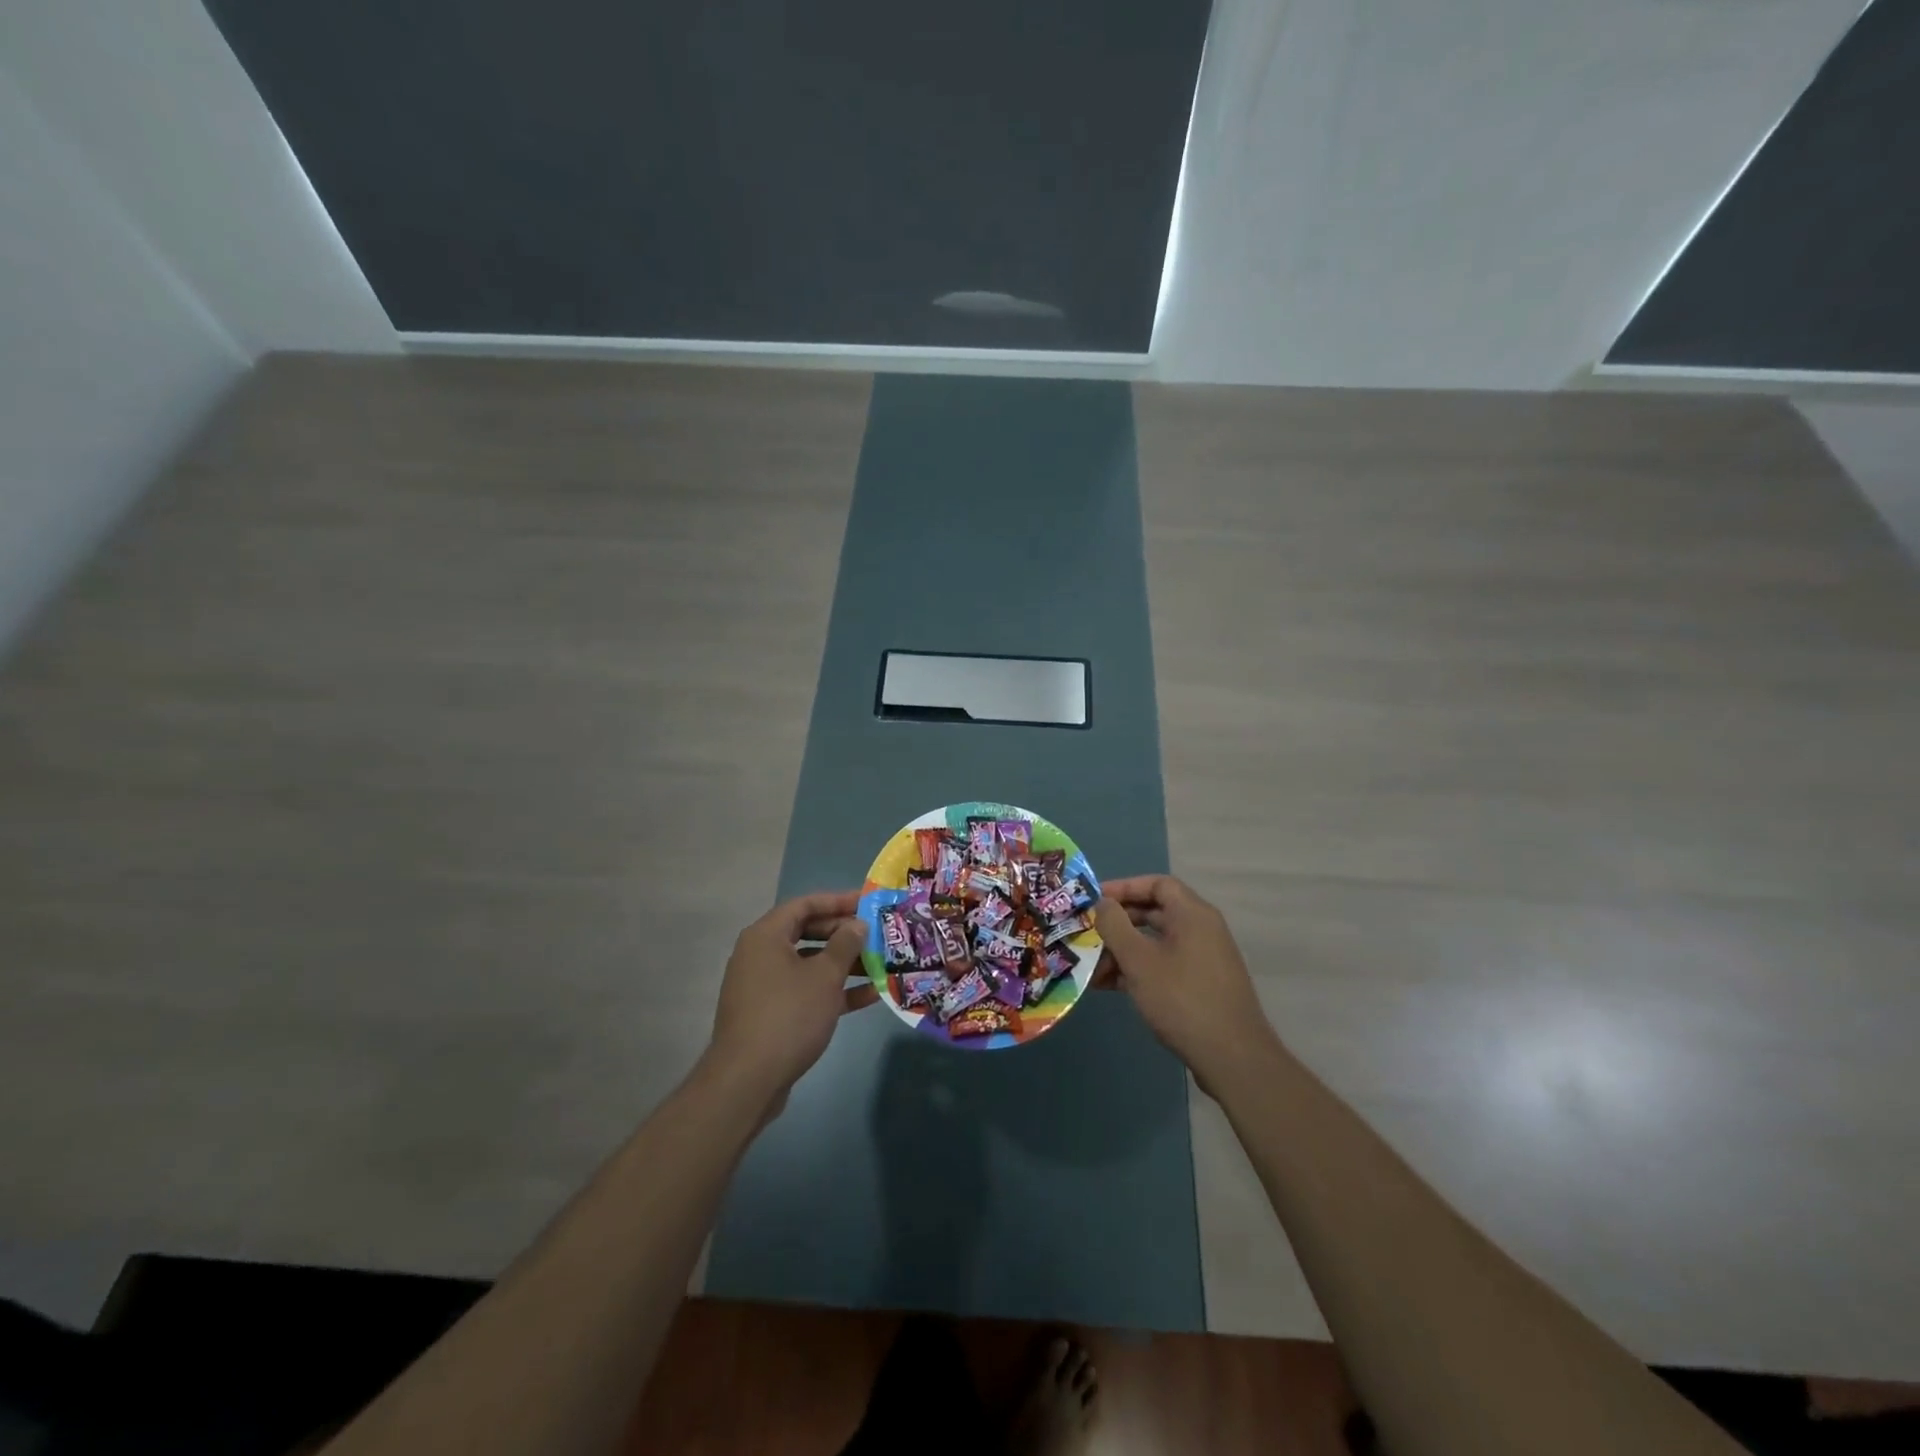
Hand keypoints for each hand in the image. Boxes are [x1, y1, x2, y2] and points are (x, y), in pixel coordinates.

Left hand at [707, 891, 876, 1115]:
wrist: (747, 1081)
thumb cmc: (788, 1015)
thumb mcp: (824, 976)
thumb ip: (845, 944)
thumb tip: (857, 925)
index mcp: (766, 936)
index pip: (805, 904)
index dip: (838, 901)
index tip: (868, 903)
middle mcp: (760, 954)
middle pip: (807, 933)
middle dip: (844, 934)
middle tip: (877, 936)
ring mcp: (764, 986)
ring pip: (809, 964)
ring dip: (844, 964)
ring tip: (881, 965)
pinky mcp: (770, 1013)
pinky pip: (805, 991)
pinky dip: (832, 991)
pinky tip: (868, 996)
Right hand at [1095, 876, 1278, 1088]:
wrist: (1233, 1058)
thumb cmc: (1182, 999)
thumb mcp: (1139, 960)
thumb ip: (1115, 926)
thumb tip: (1102, 903)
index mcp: (1193, 915)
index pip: (1157, 884)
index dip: (1124, 887)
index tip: (1095, 900)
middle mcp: (1201, 930)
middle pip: (1154, 912)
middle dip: (1118, 923)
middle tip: (1088, 932)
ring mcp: (1203, 959)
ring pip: (1156, 942)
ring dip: (1123, 951)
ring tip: (1092, 967)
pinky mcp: (1201, 985)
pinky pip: (1164, 965)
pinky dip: (1138, 969)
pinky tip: (1110, 986)